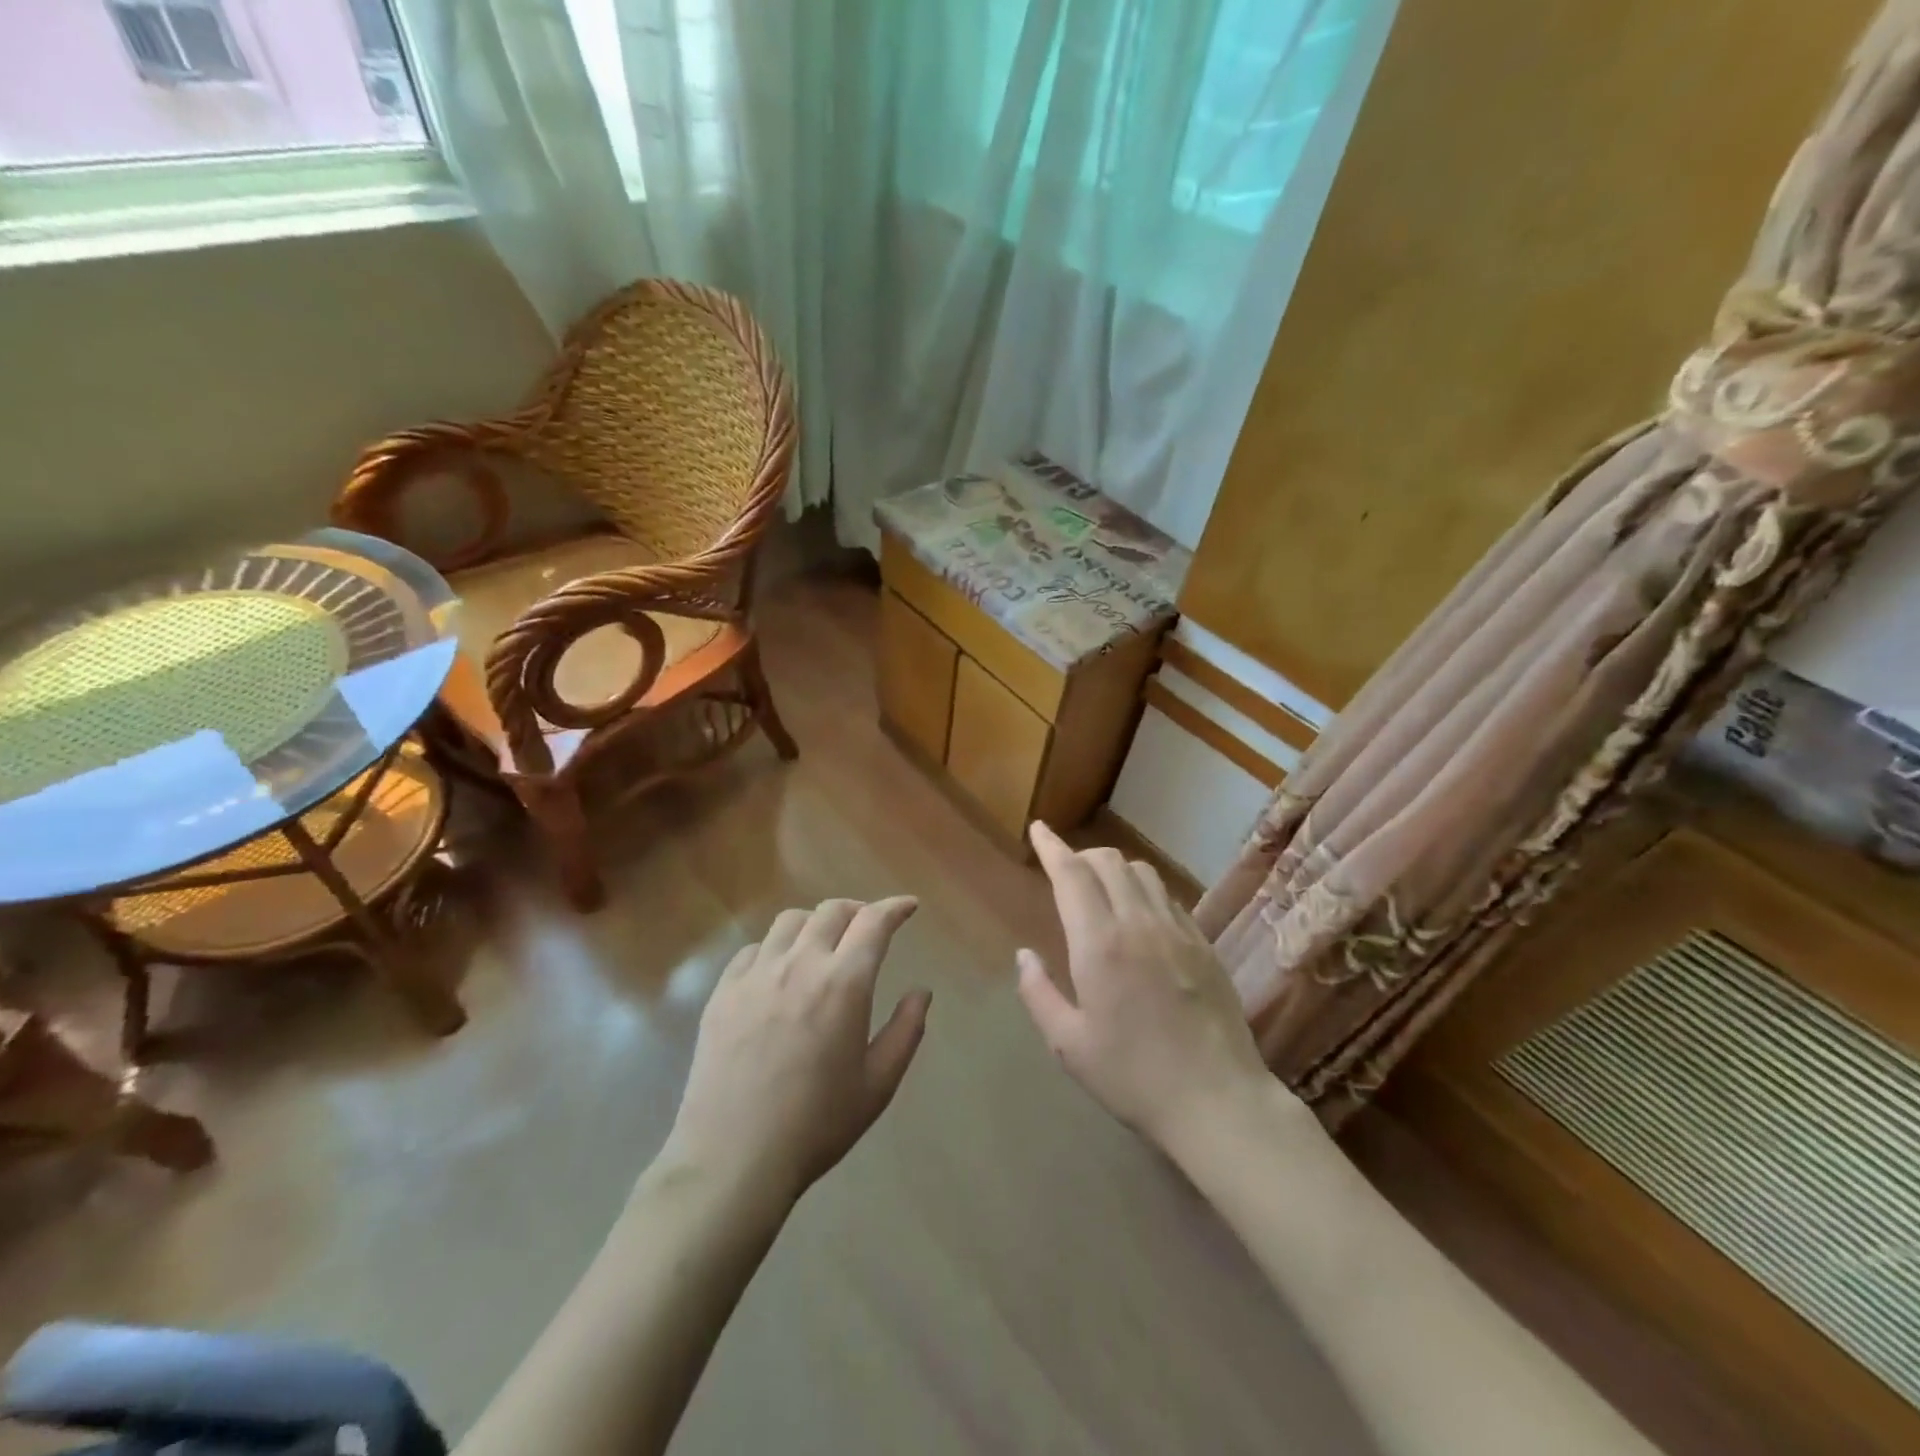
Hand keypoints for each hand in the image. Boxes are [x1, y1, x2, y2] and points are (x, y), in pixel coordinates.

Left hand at [664, 898, 930, 1203]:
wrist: (733, 1160)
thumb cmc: (817, 1125)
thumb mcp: (878, 1084)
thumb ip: (906, 1031)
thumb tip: (921, 992)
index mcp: (844, 983)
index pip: (874, 922)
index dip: (895, 907)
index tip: (908, 907)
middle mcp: (800, 964)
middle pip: (832, 911)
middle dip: (857, 910)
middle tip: (868, 928)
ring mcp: (755, 975)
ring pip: (790, 921)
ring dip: (815, 924)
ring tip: (823, 946)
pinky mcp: (722, 992)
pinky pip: (753, 950)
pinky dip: (775, 949)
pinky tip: (778, 973)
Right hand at [1016, 822, 1275, 1155]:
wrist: (1218, 1101)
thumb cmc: (1133, 1076)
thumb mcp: (1069, 1044)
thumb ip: (1039, 993)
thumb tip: (1023, 955)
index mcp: (1100, 944)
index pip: (1072, 874)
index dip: (1052, 846)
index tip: (1039, 829)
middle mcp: (1139, 923)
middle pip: (1108, 861)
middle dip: (1081, 855)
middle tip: (1064, 871)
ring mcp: (1178, 930)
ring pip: (1143, 872)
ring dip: (1114, 868)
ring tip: (1100, 891)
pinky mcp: (1204, 944)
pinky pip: (1169, 897)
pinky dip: (1145, 891)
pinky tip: (1140, 918)